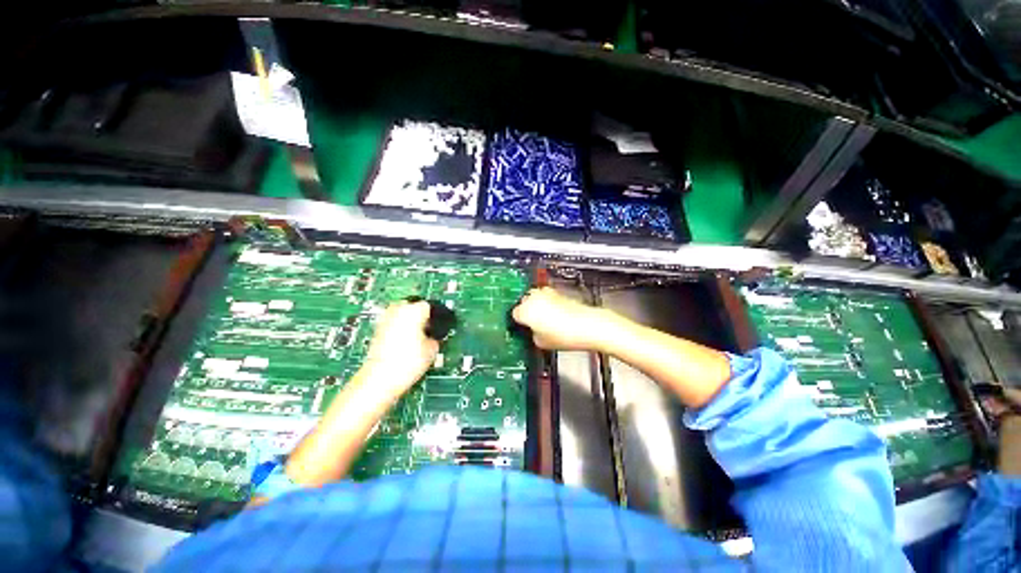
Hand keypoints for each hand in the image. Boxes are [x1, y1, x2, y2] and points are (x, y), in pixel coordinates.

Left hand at [363, 301, 439, 398]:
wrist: (380, 380)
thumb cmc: (407, 363)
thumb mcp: (433, 350)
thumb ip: (436, 337)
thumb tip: (434, 336)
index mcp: (413, 310)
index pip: (429, 306)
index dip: (436, 316)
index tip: (440, 324)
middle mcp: (397, 310)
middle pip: (413, 306)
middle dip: (420, 315)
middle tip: (429, 329)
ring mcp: (384, 320)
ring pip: (401, 314)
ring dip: (409, 321)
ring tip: (417, 337)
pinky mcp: (376, 331)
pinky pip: (392, 324)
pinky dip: (399, 330)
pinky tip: (405, 343)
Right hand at [512, 287, 613, 350]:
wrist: (588, 325)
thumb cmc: (565, 335)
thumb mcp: (541, 342)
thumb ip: (531, 333)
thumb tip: (532, 330)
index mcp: (525, 310)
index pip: (514, 314)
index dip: (519, 323)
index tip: (522, 328)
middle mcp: (533, 298)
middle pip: (523, 303)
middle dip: (527, 312)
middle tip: (533, 325)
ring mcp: (546, 293)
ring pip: (535, 298)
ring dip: (537, 306)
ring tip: (545, 320)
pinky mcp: (557, 292)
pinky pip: (546, 298)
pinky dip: (547, 304)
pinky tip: (555, 316)